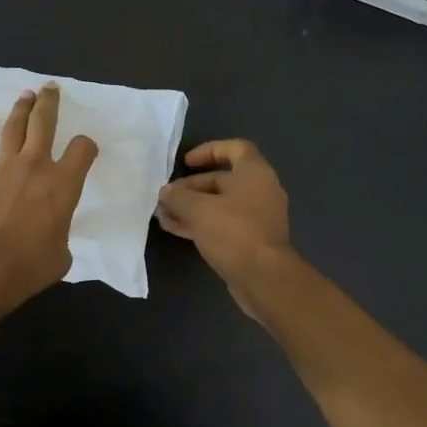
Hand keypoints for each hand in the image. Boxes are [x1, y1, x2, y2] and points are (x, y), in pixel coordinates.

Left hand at [0, 84, 98, 315]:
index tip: (85, 149)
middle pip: (44, 123)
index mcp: (63, 184)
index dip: (87, 146)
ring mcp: (3, 168)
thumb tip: (50, 236)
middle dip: (49, 103)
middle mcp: (35, 166)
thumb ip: (60, 235)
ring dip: (20, 109)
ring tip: (26, 95)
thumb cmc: (30, 266)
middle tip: (51, 88)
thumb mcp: (62, 255)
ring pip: (13, 128)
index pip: (82, 150)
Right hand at [155, 139, 294, 315]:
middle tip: (166, 196)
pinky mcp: (250, 240)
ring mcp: (256, 217)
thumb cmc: (234, 232)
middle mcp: (259, 191)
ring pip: (219, 205)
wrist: (263, 278)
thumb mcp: (199, 210)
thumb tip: (166, 192)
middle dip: (191, 187)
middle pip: (222, 180)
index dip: (209, 150)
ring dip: (191, 208)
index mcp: (254, 173)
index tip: (186, 162)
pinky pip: (222, 224)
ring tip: (163, 215)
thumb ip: (179, 197)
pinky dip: (200, 224)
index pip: (235, 149)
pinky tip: (175, 229)